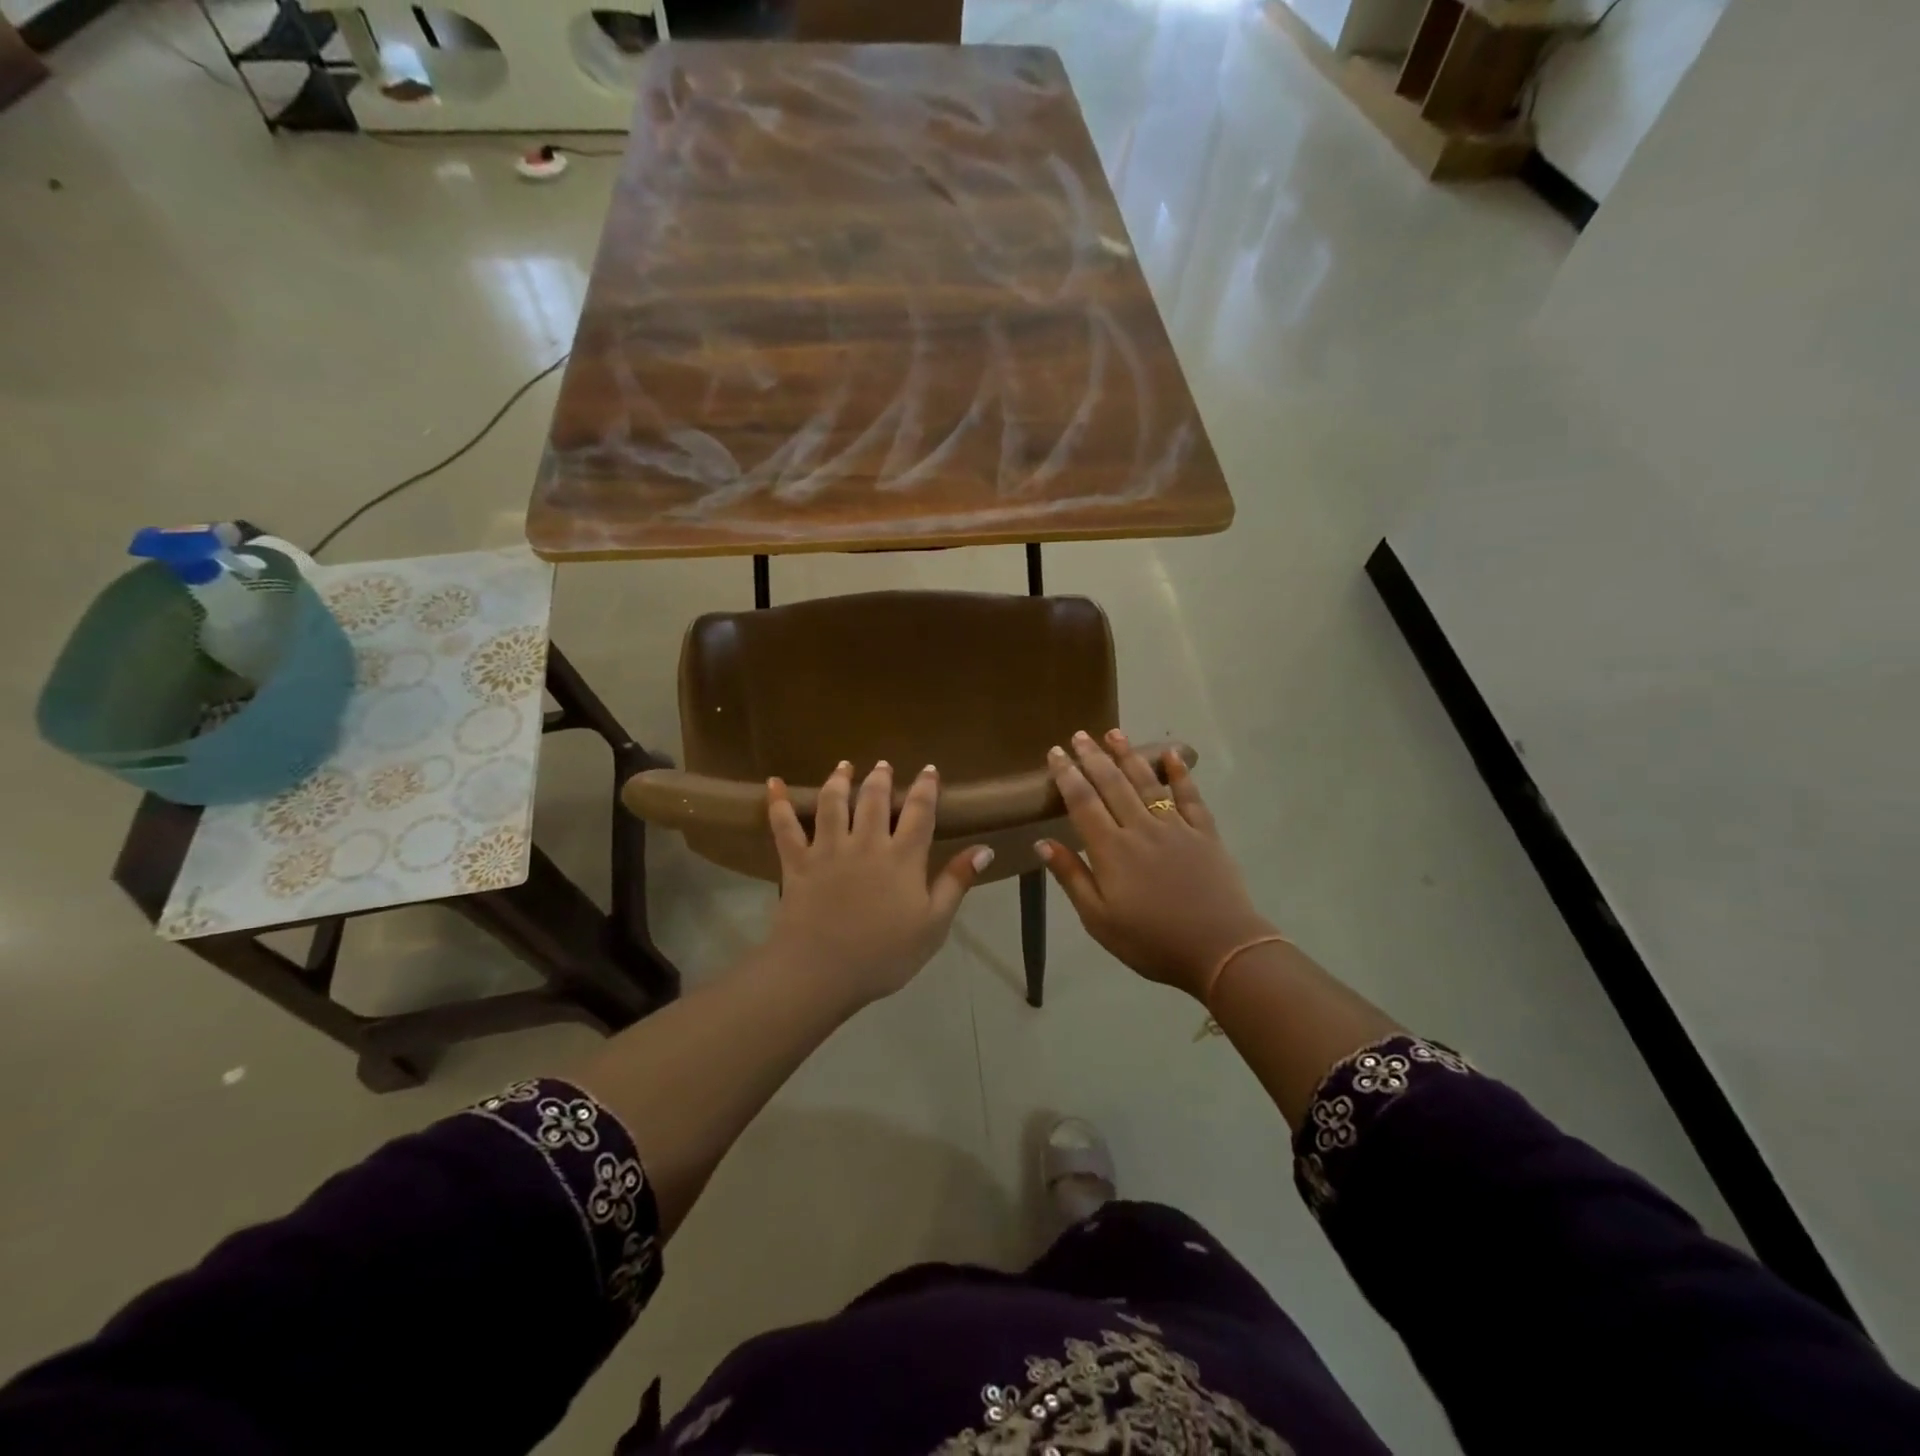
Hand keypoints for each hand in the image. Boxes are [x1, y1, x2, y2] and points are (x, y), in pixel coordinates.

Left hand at [765, 761, 990, 1008]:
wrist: (821, 971)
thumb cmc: (884, 954)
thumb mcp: (933, 925)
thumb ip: (956, 883)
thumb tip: (984, 849)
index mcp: (902, 857)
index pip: (919, 812)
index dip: (926, 788)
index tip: (929, 770)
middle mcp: (866, 843)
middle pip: (874, 799)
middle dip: (881, 778)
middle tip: (883, 764)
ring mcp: (828, 849)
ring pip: (833, 803)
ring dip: (839, 780)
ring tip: (844, 766)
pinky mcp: (797, 862)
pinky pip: (785, 827)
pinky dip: (778, 803)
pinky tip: (775, 783)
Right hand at [1038, 730, 1278, 1000]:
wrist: (1221, 950)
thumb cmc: (1151, 941)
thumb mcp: (1098, 920)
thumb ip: (1071, 877)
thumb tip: (1043, 842)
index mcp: (1110, 850)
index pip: (1082, 802)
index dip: (1067, 775)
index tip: (1056, 753)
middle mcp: (1140, 828)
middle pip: (1112, 784)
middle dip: (1093, 757)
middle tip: (1079, 734)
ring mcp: (1175, 827)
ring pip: (1147, 783)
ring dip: (1128, 756)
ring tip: (1114, 733)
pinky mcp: (1204, 833)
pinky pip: (1190, 796)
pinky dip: (1180, 774)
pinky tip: (1171, 755)